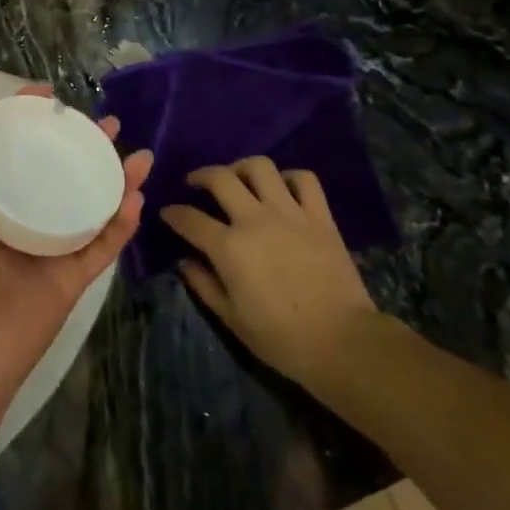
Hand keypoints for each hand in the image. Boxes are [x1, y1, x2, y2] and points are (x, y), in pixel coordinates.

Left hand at [0, 86, 150, 406]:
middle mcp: (22, 213)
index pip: (16, 145)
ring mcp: (51, 245)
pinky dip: (123, 221)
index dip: (34, 117)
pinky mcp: (74, 276)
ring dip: (117, 177)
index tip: (53, 96)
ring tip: (139, 155)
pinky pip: (105, 243)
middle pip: (61, 168)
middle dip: (87, 144)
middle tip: (109, 124)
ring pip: (91, 201)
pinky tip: (137, 196)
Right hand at [162, 157, 381, 388]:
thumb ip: (204, 286)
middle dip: (201, 175)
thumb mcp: (233, 320)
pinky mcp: (319, 216)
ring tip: (237, 178)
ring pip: (260, 167)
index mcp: (229, 247)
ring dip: (242, 168)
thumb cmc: (282, 339)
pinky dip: (290, 178)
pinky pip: (304, 179)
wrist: (342, 342)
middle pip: (220, 178)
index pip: (190, 219)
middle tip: (195, 183)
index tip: (167, 212)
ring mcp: (290, 213)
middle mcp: (255, 219)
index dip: (173, 213)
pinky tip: (282, 189)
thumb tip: (185, 262)